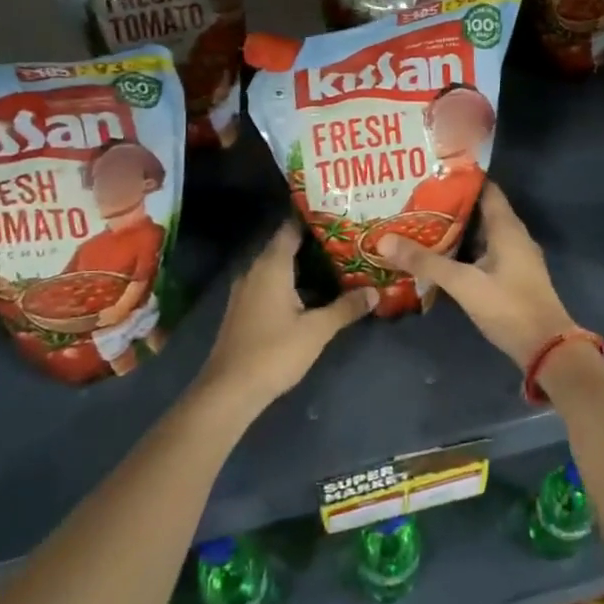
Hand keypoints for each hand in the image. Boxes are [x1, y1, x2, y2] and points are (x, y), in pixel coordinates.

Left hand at [197, 221, 376, 409]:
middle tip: (347, 238)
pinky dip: (291, 282)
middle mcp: (254, 270)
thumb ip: (346, 307)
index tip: (339, 212)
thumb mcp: (317, 330)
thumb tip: (374, 292)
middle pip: (285, 245)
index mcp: (271, 265)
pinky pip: (270, 283)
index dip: (314, 218)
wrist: (229, 390)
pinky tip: (312, 293)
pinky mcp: (243, 309)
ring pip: (277, 267)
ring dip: (303, 265)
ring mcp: (246, 290)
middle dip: (314, 242)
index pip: (291, 227)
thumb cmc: (274, 352)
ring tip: (336, 263)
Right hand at [379, 183, 580, 369]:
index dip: (459, 179)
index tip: (429, 174)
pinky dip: (462, 251)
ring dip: (454, 230)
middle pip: (479, 211)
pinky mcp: (510, 277)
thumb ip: (426, 262)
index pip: (484, 189)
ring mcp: (514, 258)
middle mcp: (513, 236)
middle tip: (414, 200)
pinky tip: (438, 257)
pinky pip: (483, 253)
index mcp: (507, 227)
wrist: (546, 348)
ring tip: (419, 224)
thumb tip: (384, 240)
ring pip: (480, 234)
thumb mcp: (463, 283)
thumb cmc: (508, 307)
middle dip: (449, 206)